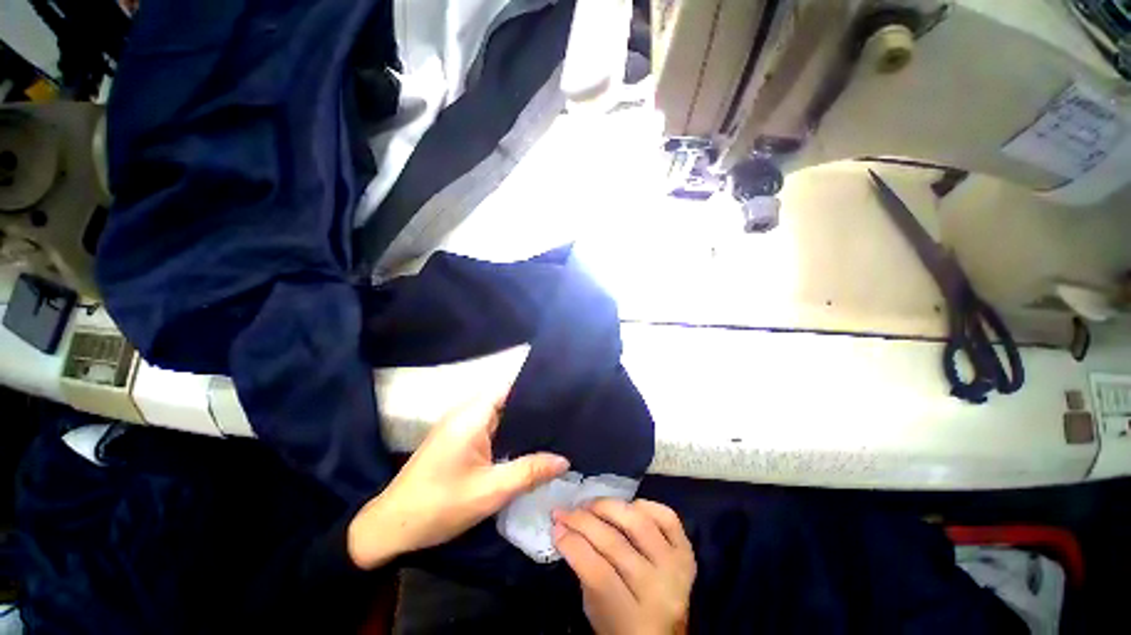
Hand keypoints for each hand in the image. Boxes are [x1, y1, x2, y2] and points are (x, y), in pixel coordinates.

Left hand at [347, 392, 569, 569]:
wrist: (390, 526)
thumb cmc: (439, 506)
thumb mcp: (490, 492)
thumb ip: (529, 472)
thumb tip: (564, 459)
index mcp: (471, 415)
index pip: (509, 385)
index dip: (535, 385)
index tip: (561, 392)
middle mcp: (465, 411)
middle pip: (506, 395)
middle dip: (533, 402)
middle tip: (563, 411)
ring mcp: (459, 423)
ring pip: (498, 409)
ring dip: (521, 416)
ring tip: (553, 422)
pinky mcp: (457, 435)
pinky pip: (489, 422)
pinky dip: (508, 427)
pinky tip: (526, 439)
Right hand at [554, 500, 695, 634]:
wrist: (666, 632)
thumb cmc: (621, 624)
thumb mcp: (595, 608)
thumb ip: (583, 570)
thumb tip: (563, 528)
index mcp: (635, 620)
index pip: (599, 573)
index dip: (573, 545)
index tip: (555, 526)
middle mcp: (660, 592)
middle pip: (616, 544)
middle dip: (583, 521)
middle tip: (565, 511)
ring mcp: (677, 568)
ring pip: (639, 523)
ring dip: (608, 507)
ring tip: (590, 504)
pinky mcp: (688, 551)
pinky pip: (667, 516)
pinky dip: (644, 504)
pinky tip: (627, 506)